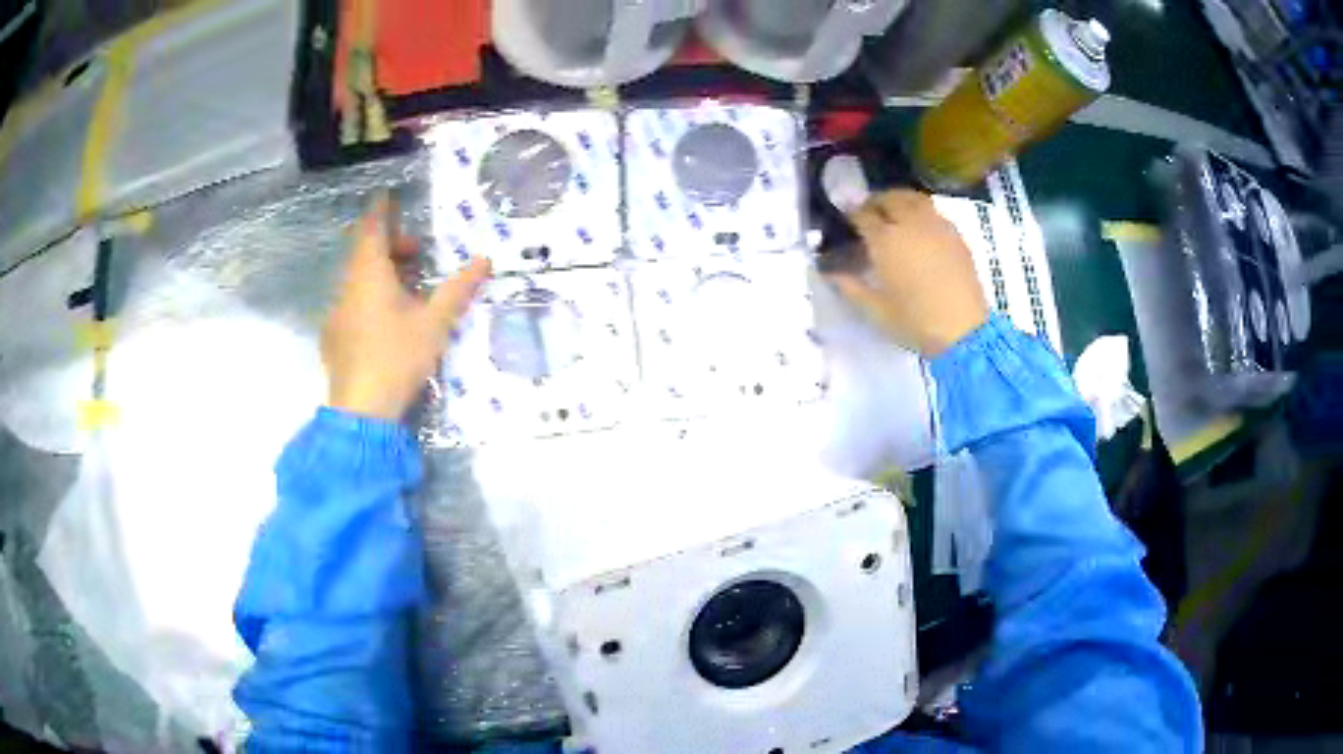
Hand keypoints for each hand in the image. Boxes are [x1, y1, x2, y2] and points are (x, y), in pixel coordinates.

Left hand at [323, 197, 491, 419]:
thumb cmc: (398, 357)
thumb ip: (459, 288)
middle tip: (415, 252)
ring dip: (379, 271)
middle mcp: (347, 285)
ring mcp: (336, 312)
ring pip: (356, 277)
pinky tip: (385, 320)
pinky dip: (369, 295)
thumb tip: (485, 259)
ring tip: (406, 287)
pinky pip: (351, 301)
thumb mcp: (435, 322)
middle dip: (388, 244)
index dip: (381, 210)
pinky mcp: (334, 336)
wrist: (360, 409)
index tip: (390, 197)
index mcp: (370, 273)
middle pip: (363, 251)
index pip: (371, 227)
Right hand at [827, 190, 988, 356]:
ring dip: (899, 200)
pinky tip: (920, 229)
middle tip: (870, 215)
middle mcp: (910, 224)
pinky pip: (934, 212)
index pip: (862, 215)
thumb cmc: (915, 323)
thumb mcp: (876, 311)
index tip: (848, 222)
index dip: (852, 215)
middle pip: (888, 198)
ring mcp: (936, 226)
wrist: (964, 331)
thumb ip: (851, 288)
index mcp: (885, 241)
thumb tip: (831, 273)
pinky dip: (921, 212)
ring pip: (913, 198)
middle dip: (875, 203)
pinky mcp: (956, 235)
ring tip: (895, 213)